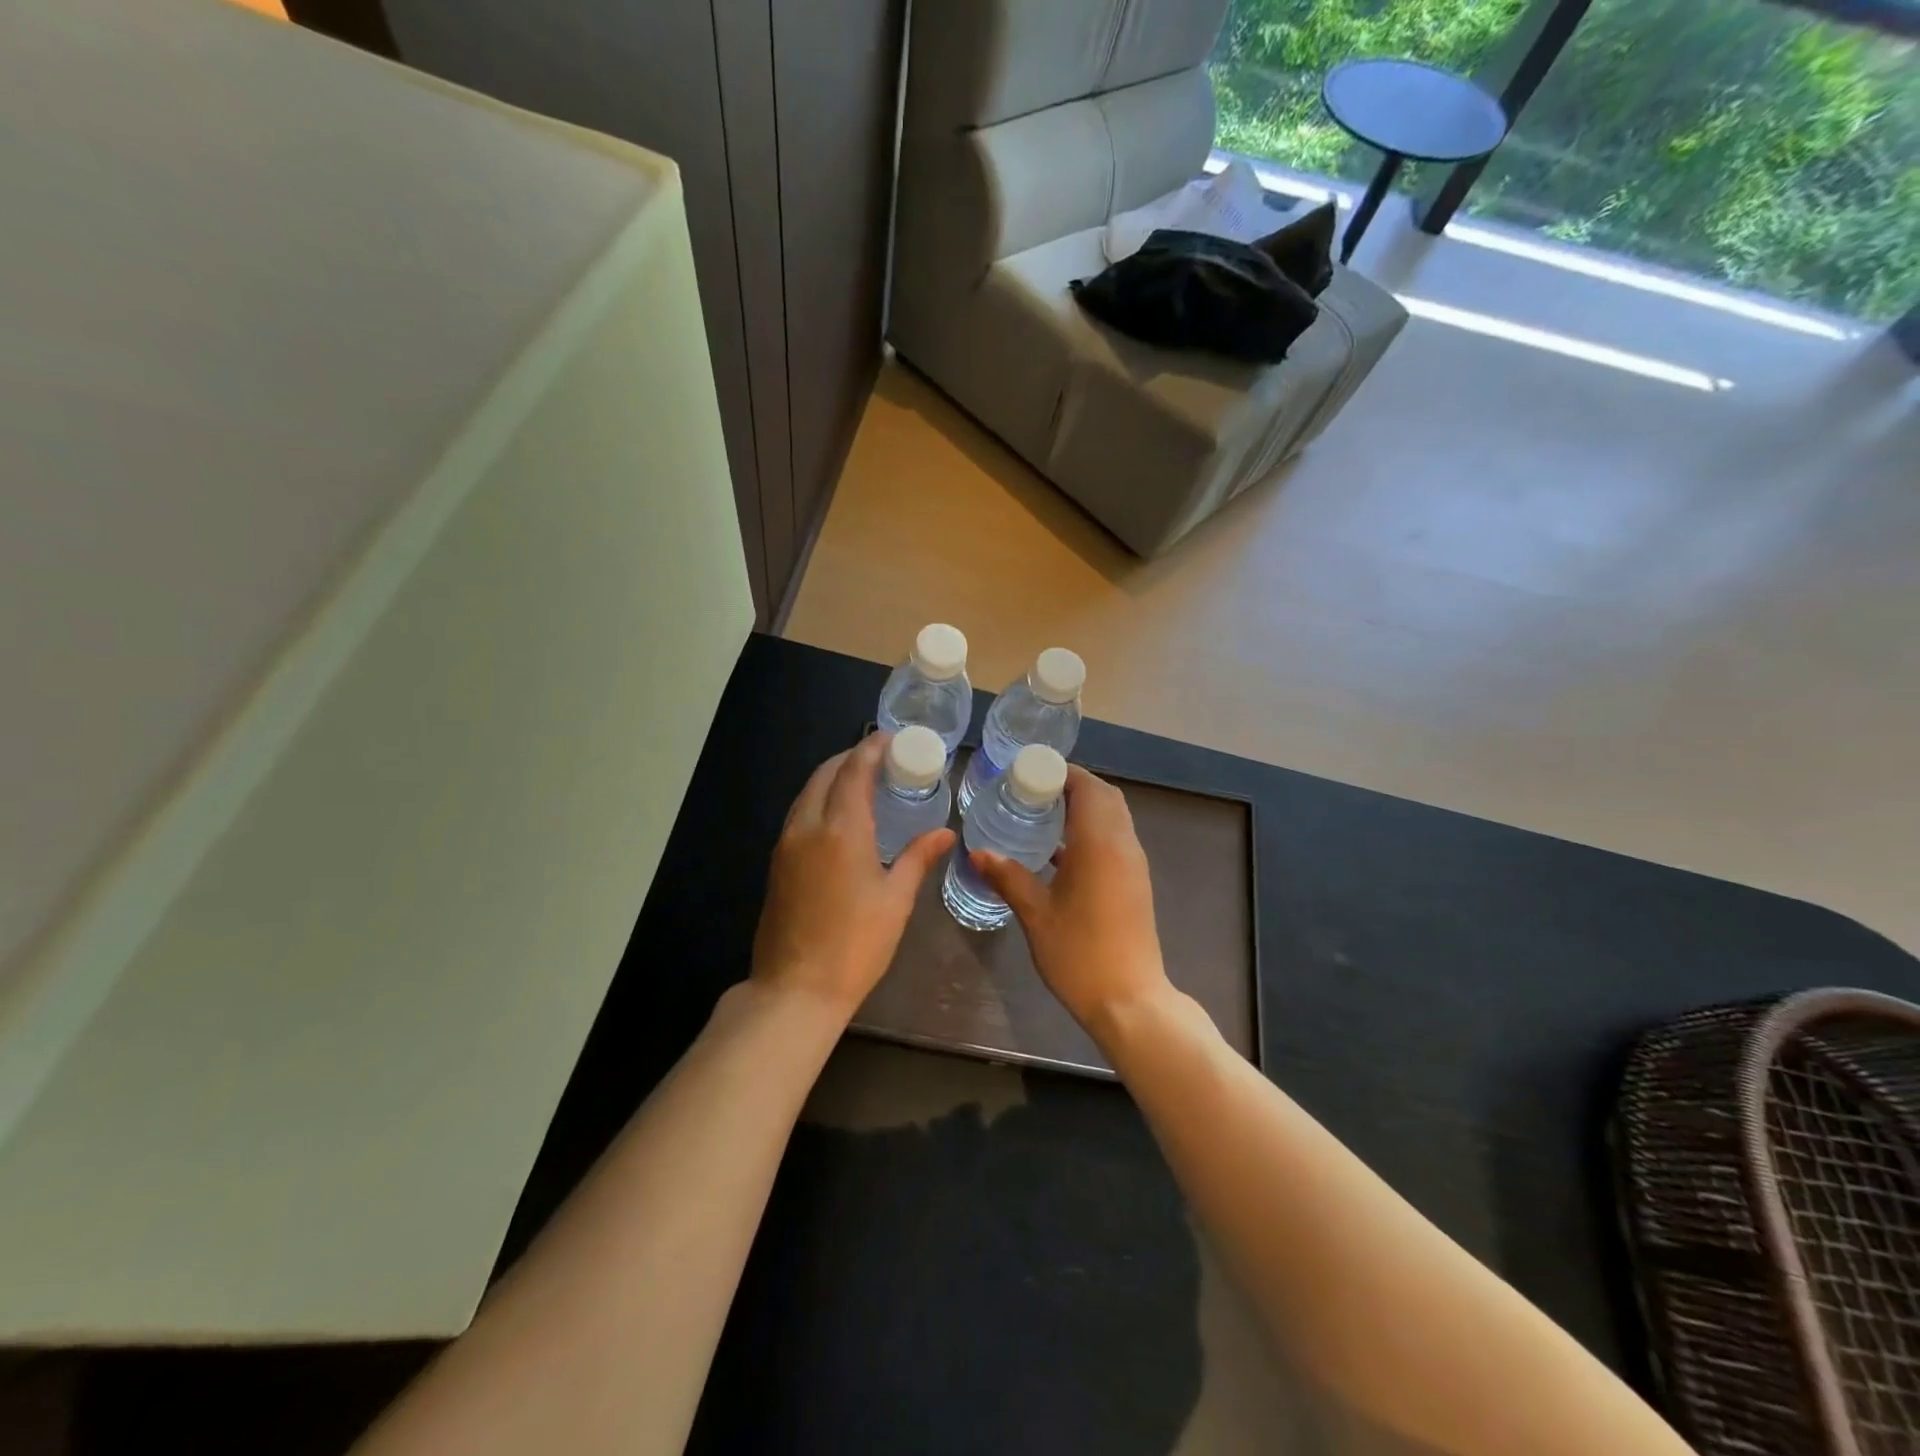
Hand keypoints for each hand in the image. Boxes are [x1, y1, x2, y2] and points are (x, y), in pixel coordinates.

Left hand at [751, 734, 954, 1018]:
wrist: (796, 989)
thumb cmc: (856, 945)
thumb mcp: (896, 900)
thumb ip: (918, 857)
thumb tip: (945, 832)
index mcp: (841, 830)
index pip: (854, 772)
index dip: (871, 749)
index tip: (890, 738)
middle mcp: (807, 827)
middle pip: (825, 775)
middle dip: (851, 758)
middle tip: (880, 757)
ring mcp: (786, 844)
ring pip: (807, 793)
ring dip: (832, 778)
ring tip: (862, 780)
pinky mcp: (777, 863)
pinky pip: (799, 814)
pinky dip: (819, 800)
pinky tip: (839, 815)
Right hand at [972, 765, 1170, 1033]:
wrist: (1129, 1001)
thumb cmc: (1079, 954)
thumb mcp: (1036, 914)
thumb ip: (1008, 877)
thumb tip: (978, 852)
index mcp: (1100, 843)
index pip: (1087, 787)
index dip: (1061, 773)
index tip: (1030, 773)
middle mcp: (1123, 844)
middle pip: (1105, 796)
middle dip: (1072, 785)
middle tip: (1034, 790)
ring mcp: (1133, 864)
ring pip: (1113, 817)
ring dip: (1084, 807)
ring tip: (1042, 814)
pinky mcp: (1135, 882)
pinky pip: (1115, 838)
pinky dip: (1092, 830)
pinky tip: (1059, 851)